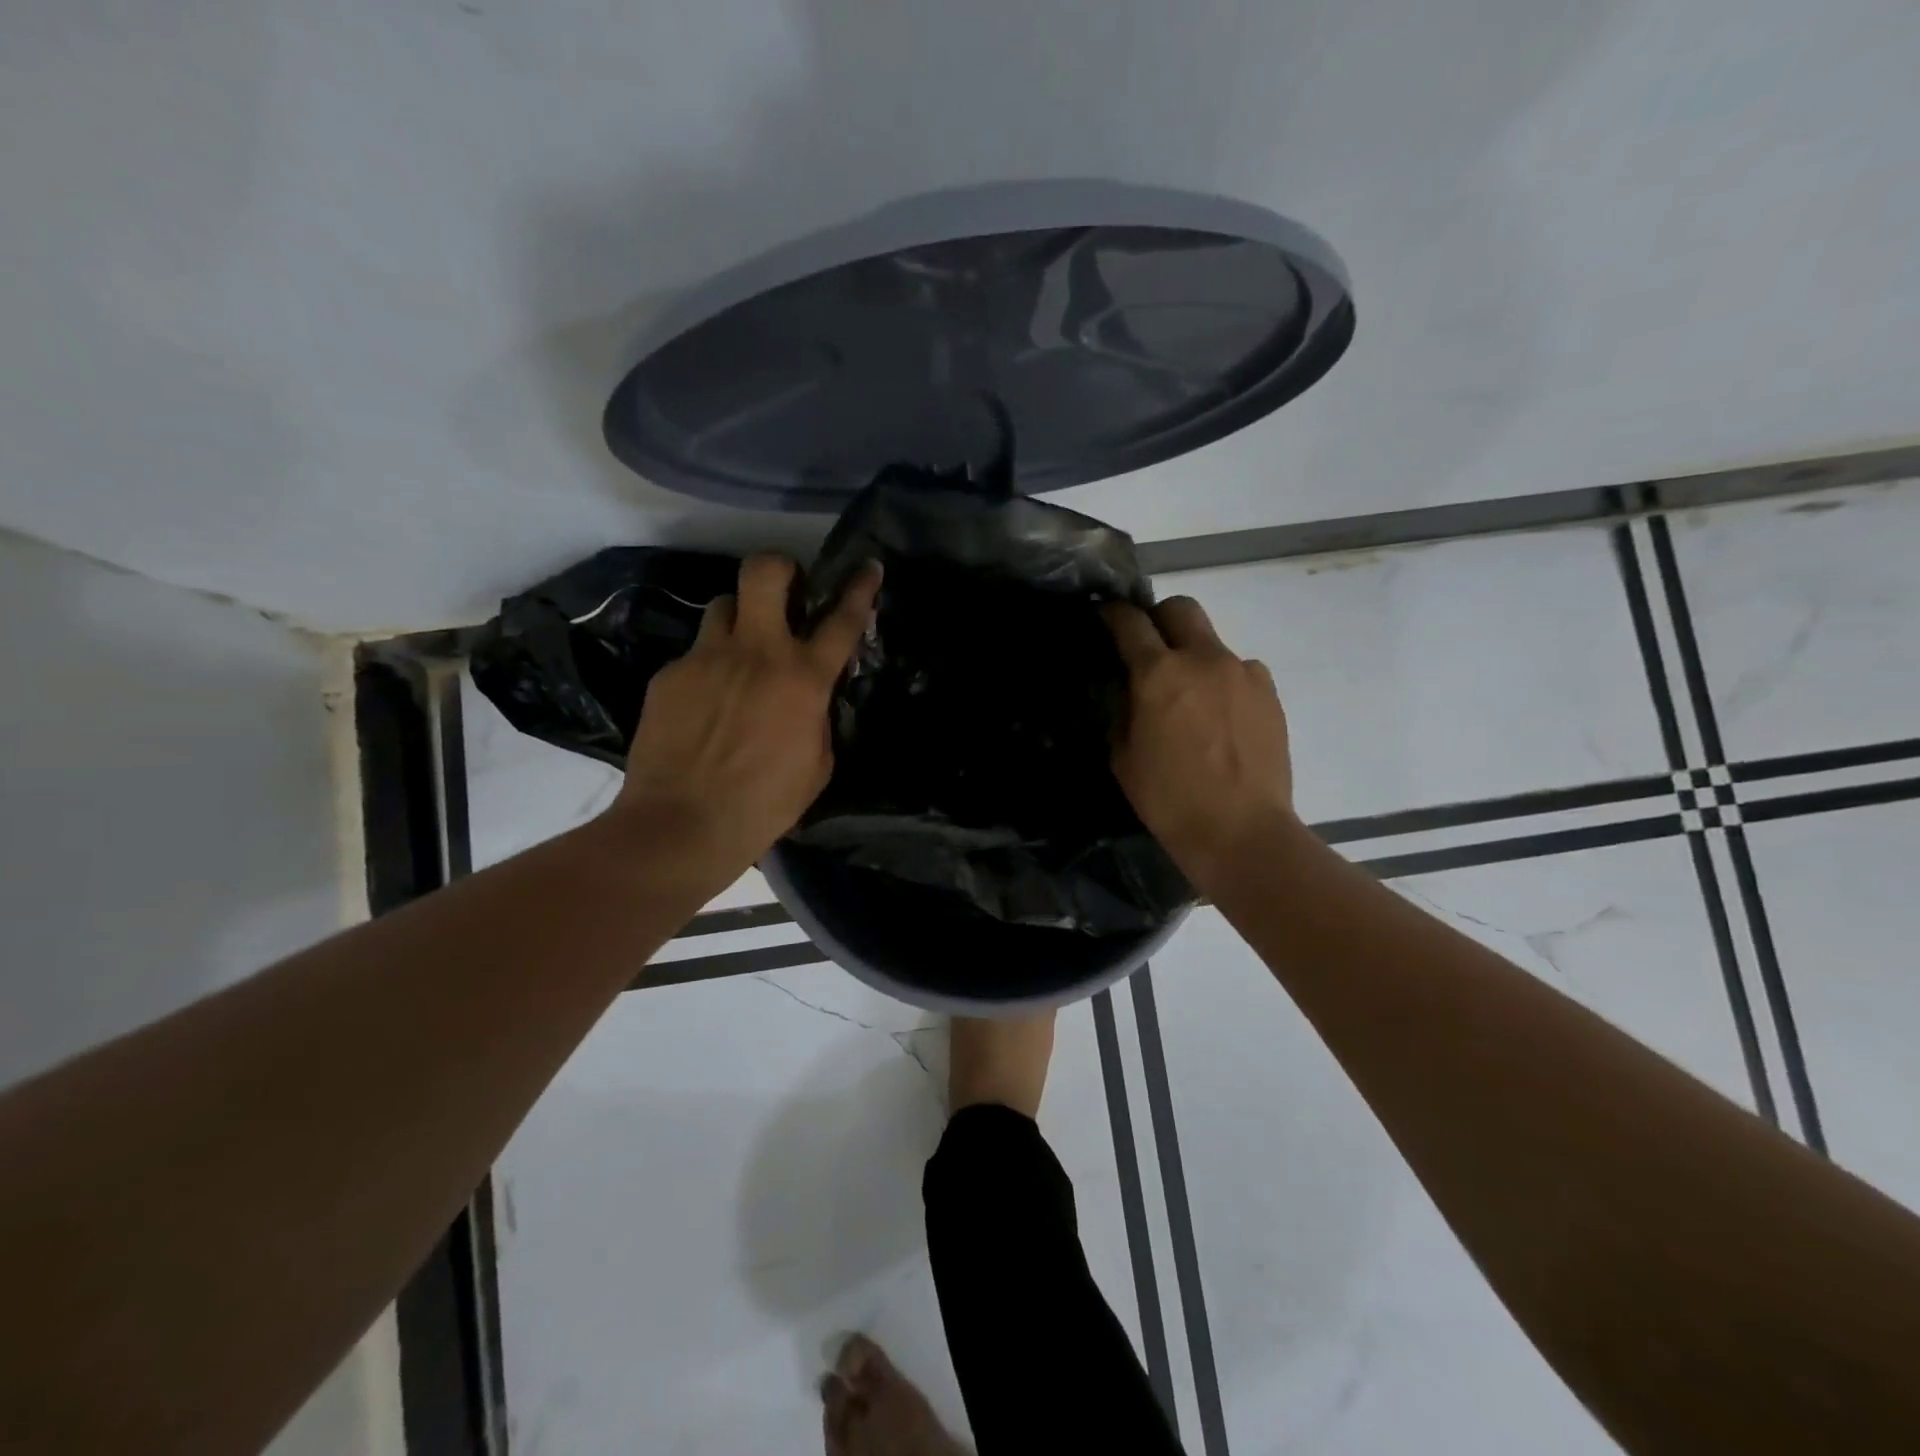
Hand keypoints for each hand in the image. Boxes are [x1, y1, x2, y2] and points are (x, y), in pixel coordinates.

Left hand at [613, 554, 880, 883]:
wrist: (682, 824)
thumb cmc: (765, 804)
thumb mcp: (817, 763)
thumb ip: (818, 716)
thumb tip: (811, 696)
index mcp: (803, 678)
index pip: (841, 619)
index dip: (859, 588)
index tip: (868, 566)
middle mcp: (757, 652)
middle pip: (765, 571)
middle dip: (781, 568)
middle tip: (786, 591)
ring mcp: (707, 658)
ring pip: (724, 605)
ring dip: (741, 619)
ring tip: (741, 651)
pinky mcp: (670, 675)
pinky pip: (696, 654)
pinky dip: (708, 669)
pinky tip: (705, 705)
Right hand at [1103, 596, 1296, 891]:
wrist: (1242, 831)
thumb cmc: (1170, 800)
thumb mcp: (1124, 758)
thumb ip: (1124, 711)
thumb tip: (1130, 689)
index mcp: (1158, 674)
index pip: (1130, 622)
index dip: (1113, 613)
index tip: (1106, 616)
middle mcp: (1203, 659)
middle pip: (1180, 608)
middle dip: (1159, 617)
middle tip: (1150, 646)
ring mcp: (1243, 673)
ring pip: (1212, 643)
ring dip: (1194, 657)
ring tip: (1191, 698)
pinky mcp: (1269, 693)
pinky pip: (1240, 671)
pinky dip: (1224, 682)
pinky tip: (1222, 717)